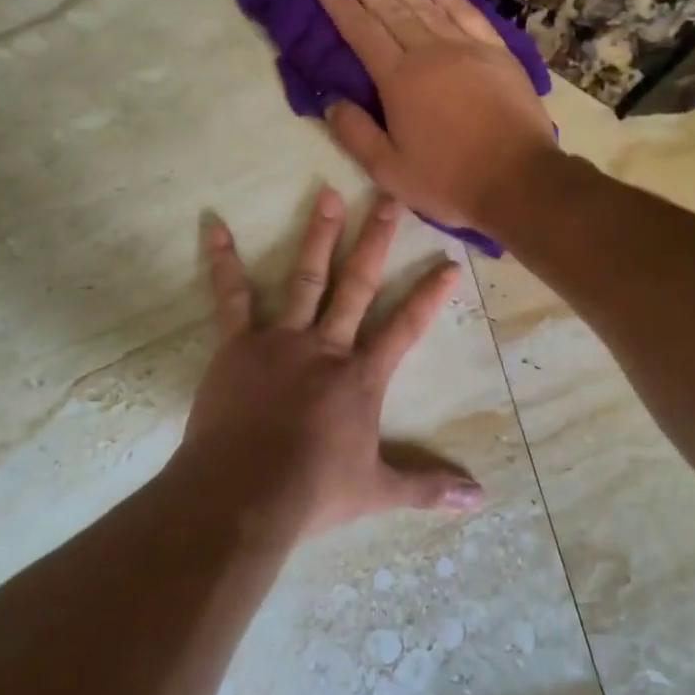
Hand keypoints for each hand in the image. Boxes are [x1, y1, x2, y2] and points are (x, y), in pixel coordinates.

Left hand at [183, 187, 485, 538]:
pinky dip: (224, 262)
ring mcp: (281, 340)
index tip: (449, 264)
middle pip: (357, 284)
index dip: (429, 296)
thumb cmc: (313, 491)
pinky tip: (215, 228)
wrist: (244, 492)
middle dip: (376, 240)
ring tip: (329, 194)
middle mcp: (326, 346)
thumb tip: (479, 500)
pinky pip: (231, 297)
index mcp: (361, 377)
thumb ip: (427, 487)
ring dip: (318, 235)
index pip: (405, 328)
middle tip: (388, 198)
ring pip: (305, 277)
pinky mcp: (238, 345)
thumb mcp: (378, 491)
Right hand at [315, 0, 558, 237]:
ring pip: (427, 5)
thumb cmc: (448, 180)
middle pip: (392, 9)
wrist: (518, 179)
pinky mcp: (497, 52)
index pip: (362, 32)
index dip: (341, 7)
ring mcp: (467, 47)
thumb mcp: (389, 170)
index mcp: (399, 80)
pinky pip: (467, 13)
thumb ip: (356, 134)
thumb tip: (331, 102)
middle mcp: (430, 52)